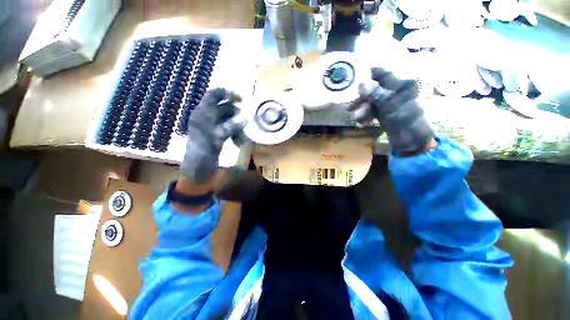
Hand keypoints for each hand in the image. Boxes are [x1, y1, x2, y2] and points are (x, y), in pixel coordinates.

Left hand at [180, 88, 245, 183]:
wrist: (197, 174)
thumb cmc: (201, 158)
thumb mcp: (214, 141)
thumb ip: (229, 128)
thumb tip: (245, 118)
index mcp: (201, 115)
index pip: (213, 95)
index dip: (227, 93)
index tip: (242, 100)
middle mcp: (207, 118)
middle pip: (226, 109)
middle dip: (237, 118)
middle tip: (245, 130)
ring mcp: (213, 127)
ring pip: (231, 120)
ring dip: (239, 129)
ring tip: (242, 141)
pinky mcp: (219, 135)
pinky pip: (232, 129)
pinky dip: (237, 134)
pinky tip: (239, 143)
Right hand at [347, 67, 434, 152]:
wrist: (413, 141)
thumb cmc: (406, 121)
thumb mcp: (390, 106)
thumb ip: (375, 94)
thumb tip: (361, 84)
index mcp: (401, 85)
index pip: (383, 75)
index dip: (369, 75)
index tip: (355, 78)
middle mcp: (395, 92)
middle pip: (374, 90)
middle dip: (362, 100)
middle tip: (350, 108)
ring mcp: (390, 103)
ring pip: (371, 102)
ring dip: (362, 110)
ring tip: (357, 119)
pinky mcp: (386, 113)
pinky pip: (372, 111)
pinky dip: (366, 116)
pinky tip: (362, 122)